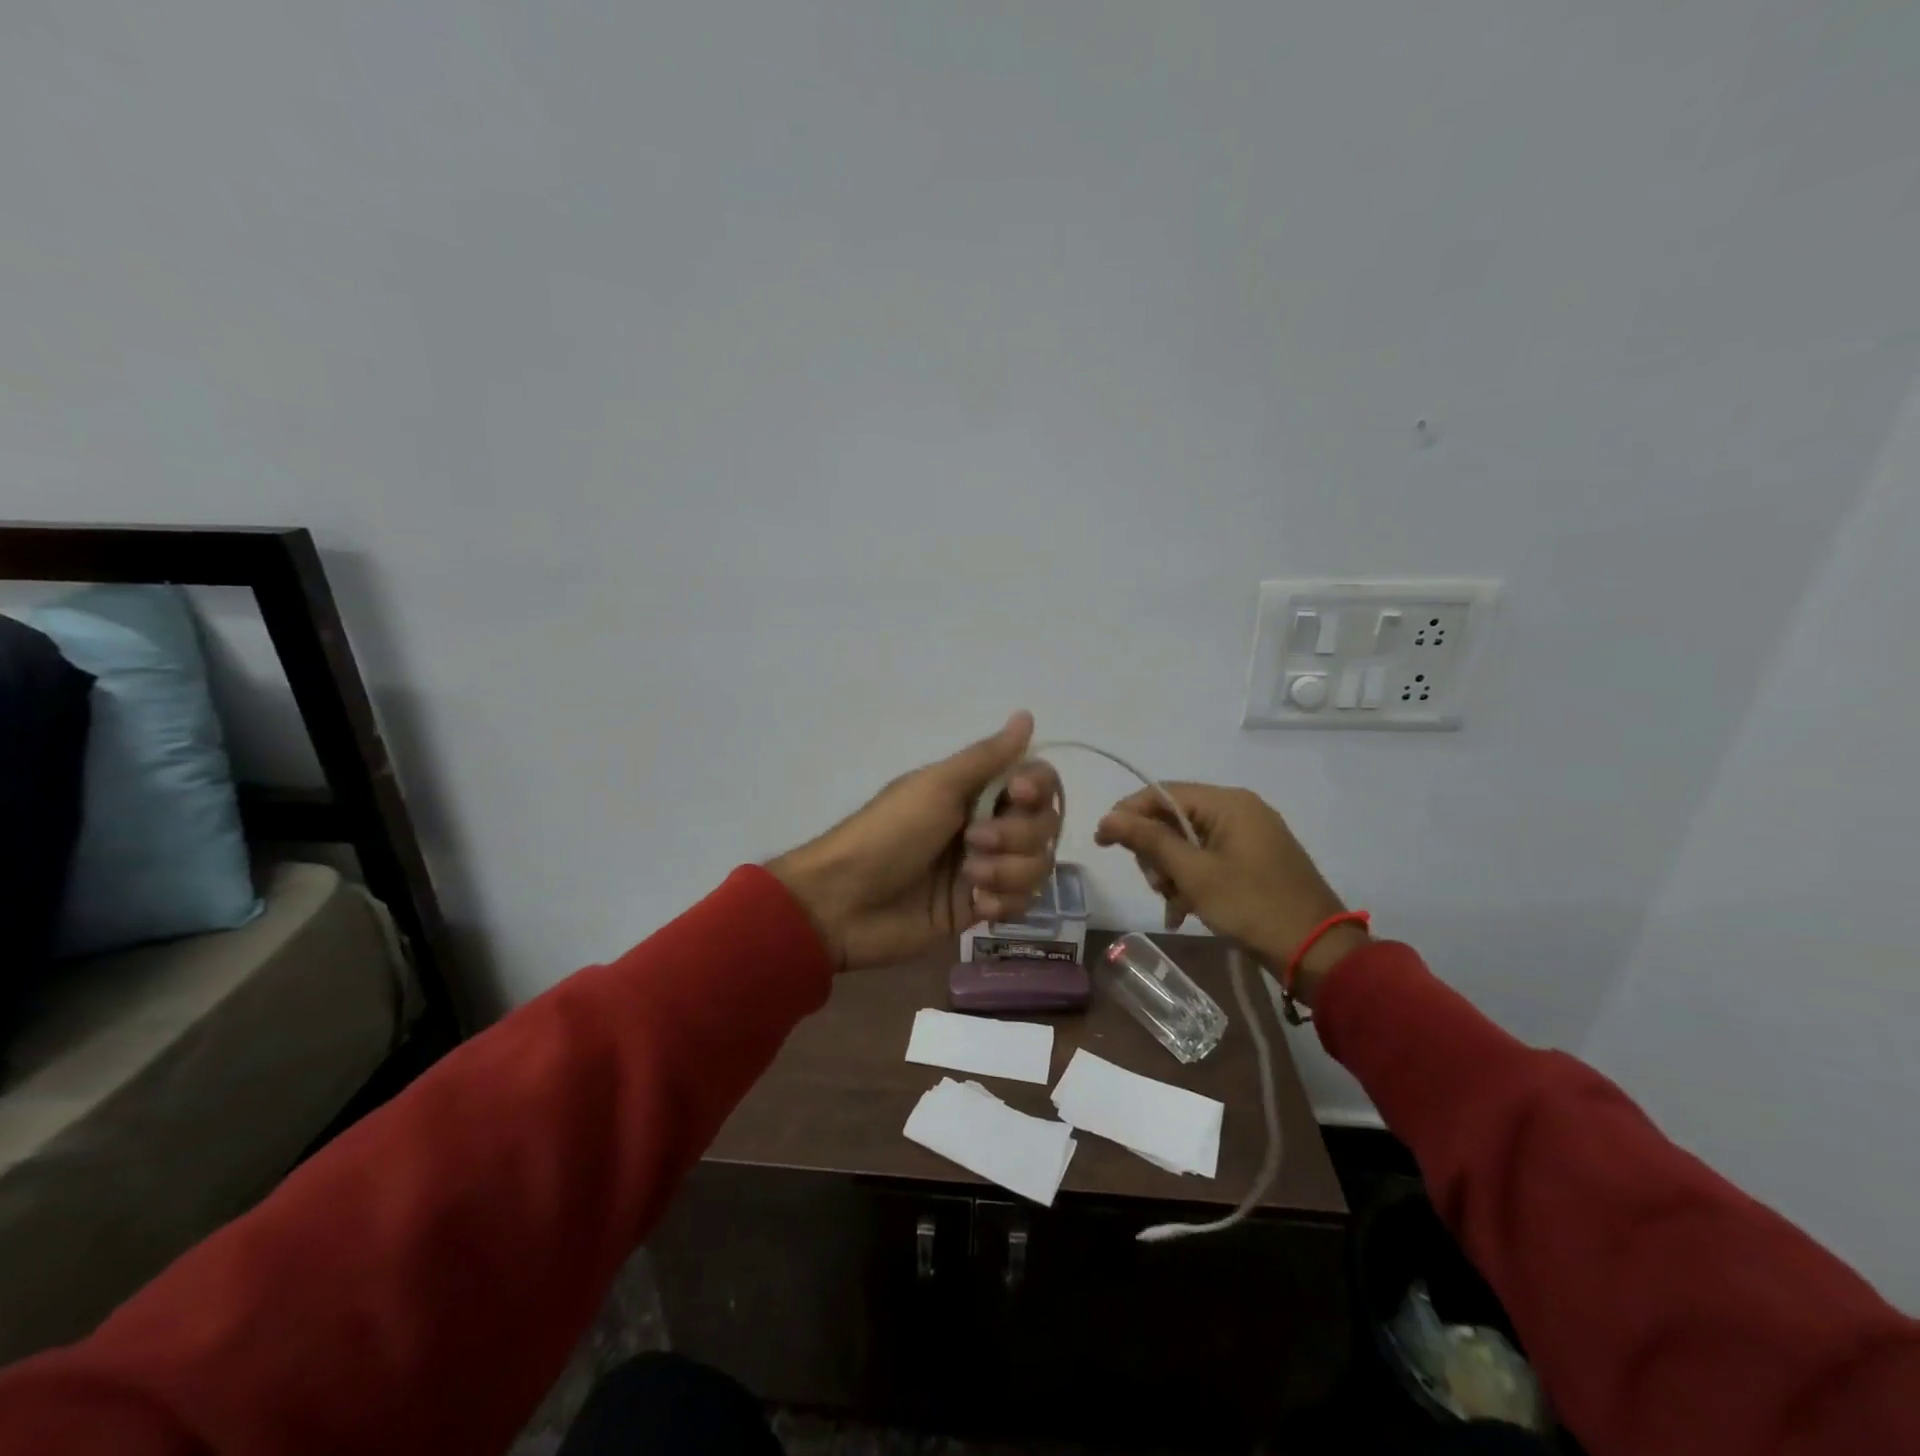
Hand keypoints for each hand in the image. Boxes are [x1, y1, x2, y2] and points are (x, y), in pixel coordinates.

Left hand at [769, 712, 1063, 971]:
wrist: (845, 904)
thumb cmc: (889, 834)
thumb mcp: (936, 787)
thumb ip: (987, 757)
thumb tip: (1026, 715)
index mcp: (974, 790)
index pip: (1035, 780)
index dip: (1037, 787)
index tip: (1018, 794)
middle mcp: (987, 824)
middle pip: (1043, 824)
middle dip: (1017, 836)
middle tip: (973, 843)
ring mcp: (986, 868)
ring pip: (1037, 865)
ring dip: (1010, 872)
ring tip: (971, 880)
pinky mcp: (980, 907)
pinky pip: (1022, 902)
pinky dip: (1005, 902)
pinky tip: (977, 906)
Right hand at [1093, 783, 1365, 1004]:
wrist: (1317, 952)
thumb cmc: (1252, 906)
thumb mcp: (1194, 874)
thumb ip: (1149, 841)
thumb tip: (1108, 817)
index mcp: (1228, 803)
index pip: (1163, 793)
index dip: (1128, 814)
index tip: (1102, 842)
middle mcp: (1239, 810)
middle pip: (1174, 818)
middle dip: (1156, 853)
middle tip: (1156, 886)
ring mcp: (1249, 835)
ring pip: (1188, 843)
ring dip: (1172, 873)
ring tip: (1174, 906)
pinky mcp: (1255, 859)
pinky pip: (1208, 859)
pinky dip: (1192, 881)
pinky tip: (1184, 912)